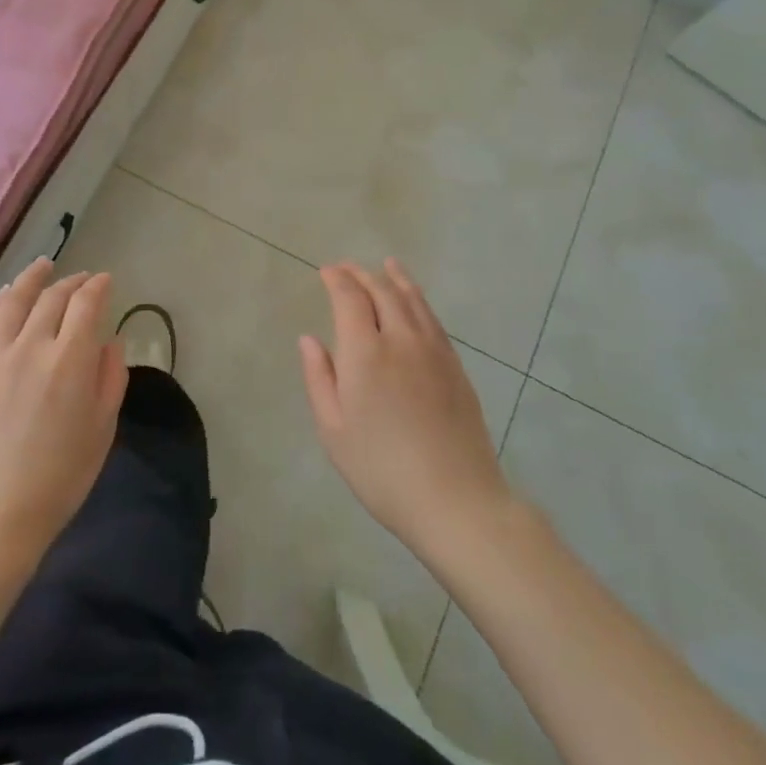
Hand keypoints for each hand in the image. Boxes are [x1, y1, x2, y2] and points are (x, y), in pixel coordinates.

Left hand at [0, 258, 126, 567]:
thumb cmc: (59, 478)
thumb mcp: (102, 430)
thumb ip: (111, 378)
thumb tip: (109, 341)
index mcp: (70, 361)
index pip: (86, 305)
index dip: (98, 287)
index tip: (106, 281)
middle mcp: (32, 347)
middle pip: (53, 298)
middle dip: (72, 283)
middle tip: (83, 280)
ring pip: (15, 301)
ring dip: (33, 278)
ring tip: (44, 266)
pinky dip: (0, 302)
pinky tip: (8, 295)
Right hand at [299, 260, 514, 555]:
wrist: (456, 499)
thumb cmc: (382, 470)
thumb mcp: (334, 430)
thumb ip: (319, 378)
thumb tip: (309, 339)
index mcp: (365, 353)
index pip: (350, 298)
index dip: (337, 279)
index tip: (326, 271)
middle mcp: (401, 339)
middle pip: (382, 291)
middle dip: (362, 274)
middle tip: (347, 268)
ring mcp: (434, 351)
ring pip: (413, 299)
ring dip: (395, 278)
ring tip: (386, 265)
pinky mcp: (456, 366)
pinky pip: (433, 319)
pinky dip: (418, 300)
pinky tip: (415, 302)